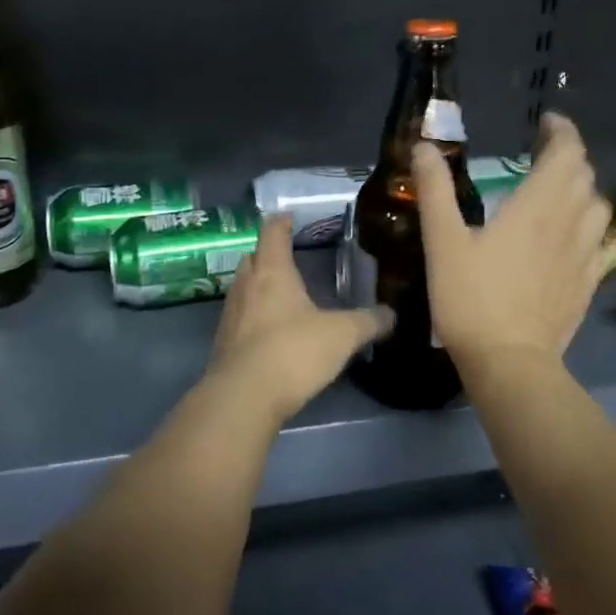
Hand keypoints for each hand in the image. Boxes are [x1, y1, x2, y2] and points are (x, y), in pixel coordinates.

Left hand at [206, 216, 393, 422]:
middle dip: (267, 254)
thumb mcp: (342, 336)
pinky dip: (253, 316)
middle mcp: (245, 286)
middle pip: (252, 258)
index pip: (272, 233)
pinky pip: (239, 318)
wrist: (243, 397)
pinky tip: (270, 331)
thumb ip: (368, 322)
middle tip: (287, 256)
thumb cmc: (292, 352)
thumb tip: (392, 314)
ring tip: (281, 293)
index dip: (281, 222)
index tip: (289, 216)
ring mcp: (230, 315)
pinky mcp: (223, 344)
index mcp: (272, 272)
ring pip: (243, 288)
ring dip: (258, 286)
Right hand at [412, 112, 611, 369]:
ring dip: (582, 190)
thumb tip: (426, 147)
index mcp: (537, 206)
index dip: (561, 131)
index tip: (545, 123)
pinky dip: (589, 226)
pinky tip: (572, 238)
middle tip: (542, 154)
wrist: (510, 362)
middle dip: (567, 156)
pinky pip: (601, 242)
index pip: (566, 152)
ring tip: (558, 192)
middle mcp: (570, 223)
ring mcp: (585, 255)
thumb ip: (435, 191)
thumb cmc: (471, 299)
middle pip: (585, 175)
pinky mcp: (588, 283)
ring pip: (598, 207)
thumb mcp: (442, 242)